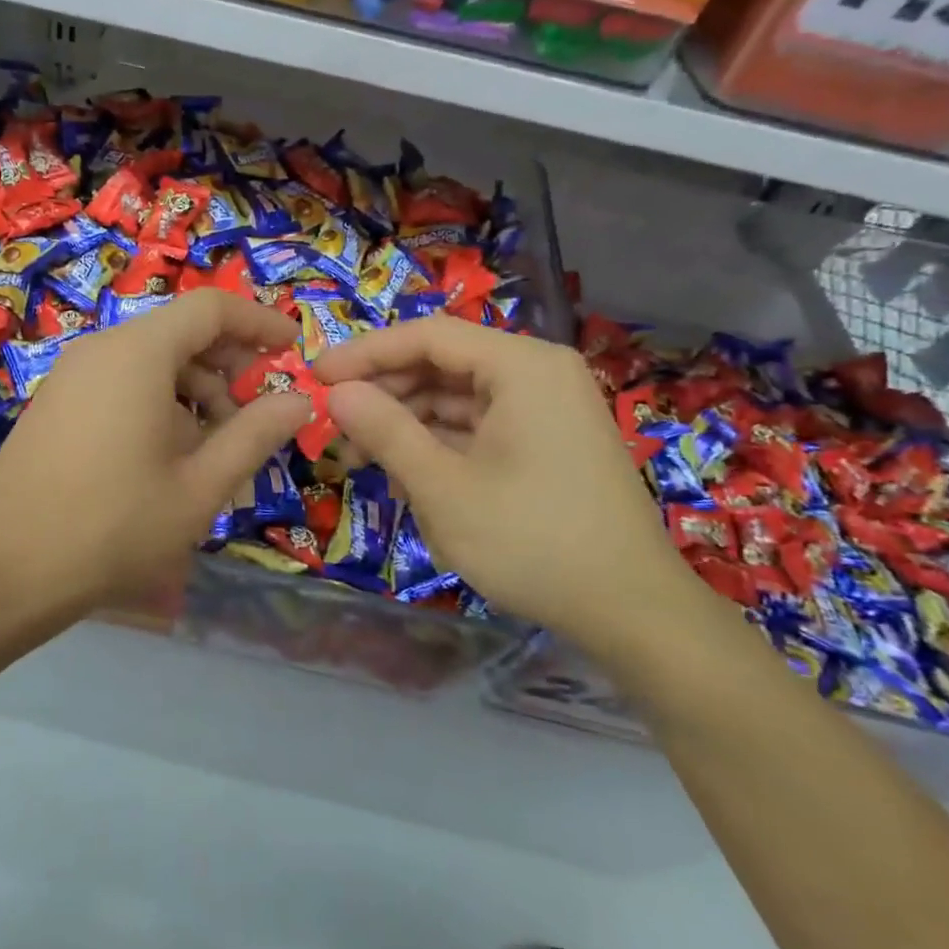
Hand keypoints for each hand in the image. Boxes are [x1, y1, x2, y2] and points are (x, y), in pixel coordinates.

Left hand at [0, 289, 311, 613]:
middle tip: (259, 411)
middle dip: (229, 364)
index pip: (211, 308)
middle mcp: (102, 349)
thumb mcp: (199, 487)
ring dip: (195, 390)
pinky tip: (169, 456)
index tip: (293, 350)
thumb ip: (255, 435)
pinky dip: (159, 403)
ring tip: (216, 448)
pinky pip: (121, 382)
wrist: (1, 570)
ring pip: (151, 361)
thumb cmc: (112, 527)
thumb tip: (300, 401)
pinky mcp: (57, 403)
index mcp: (138, 353)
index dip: (259, 322)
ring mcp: (72, 375)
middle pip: (180, 332)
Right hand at [313, 316, 700, 648]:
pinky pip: (479, 426)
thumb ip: (385, 431)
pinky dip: (438, 444)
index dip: (365, 353)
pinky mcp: (547, 442)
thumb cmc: (533, 541)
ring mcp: (546, 409)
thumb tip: (336, 393)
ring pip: (457, 398)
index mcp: (522, 366)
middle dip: (384, 393)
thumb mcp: (443, 487)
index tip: (314, 377)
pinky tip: (404, 474)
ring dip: (406, 423)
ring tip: (359, 458)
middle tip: (334, 426)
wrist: (633, 613)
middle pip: (442, 363)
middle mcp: (537, 373)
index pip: (427, 335)